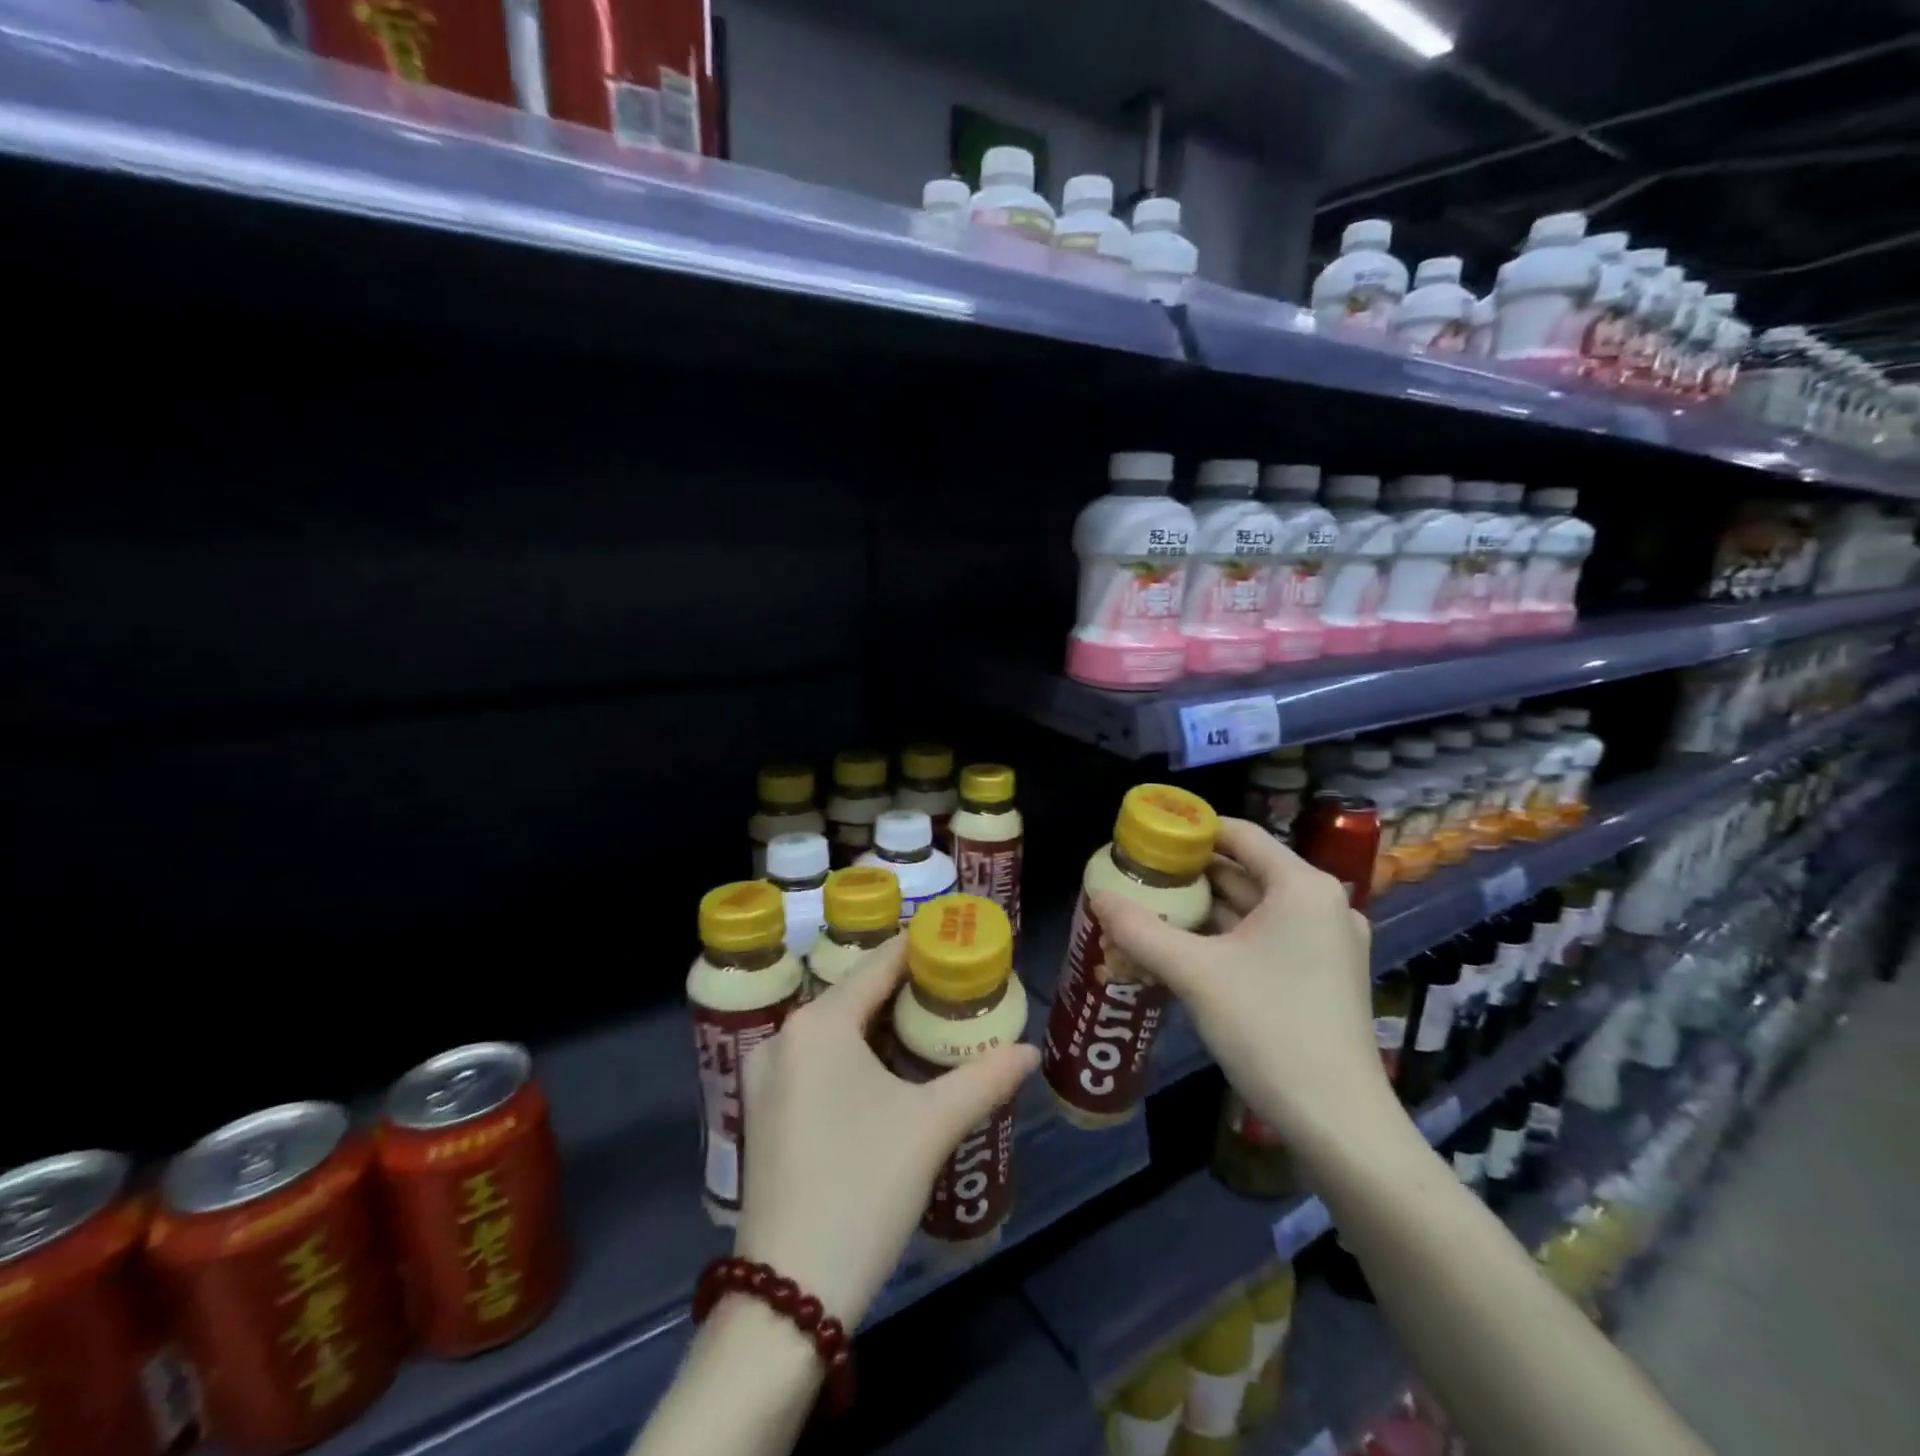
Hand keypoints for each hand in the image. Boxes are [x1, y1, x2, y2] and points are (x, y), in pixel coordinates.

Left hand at [734, 938, 1039, 1327]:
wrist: (788, 1297)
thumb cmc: (863, 1189)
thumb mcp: (931, 1127)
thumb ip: (984, 1079)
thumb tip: (1029, 1051)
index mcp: (818, 1024)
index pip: (879, 964)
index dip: (920, 946)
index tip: (957, 938)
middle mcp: (784, 1037)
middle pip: (855, 992)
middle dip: (905, 986)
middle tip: (956, 983)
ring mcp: (766, 1076)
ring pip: (834, 1028)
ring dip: (880, 1020)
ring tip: (932, 1018)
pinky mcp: (763, 1110)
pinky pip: (816, 1058)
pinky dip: (854, 1051)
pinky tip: (888, 1066)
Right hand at [1090, 818, 1393, 1158]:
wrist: (1337, 1122)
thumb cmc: (1268, 1029)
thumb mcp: (1194, 974)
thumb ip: (1141, 929)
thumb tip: (1096, 895)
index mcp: (1301, 887)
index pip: (1241, 834)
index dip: (1193, 830)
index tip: (1149, 837)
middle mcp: (1322, 905)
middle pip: (1247, 870)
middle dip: (1192, 874)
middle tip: (1140, 875)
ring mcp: (1328, 942)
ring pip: (1255, 908)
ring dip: (1207, 908)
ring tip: (1153, 907)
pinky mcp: (1324, 975)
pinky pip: (1267, 938)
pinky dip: (1228, 937)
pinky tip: (1186, 947)